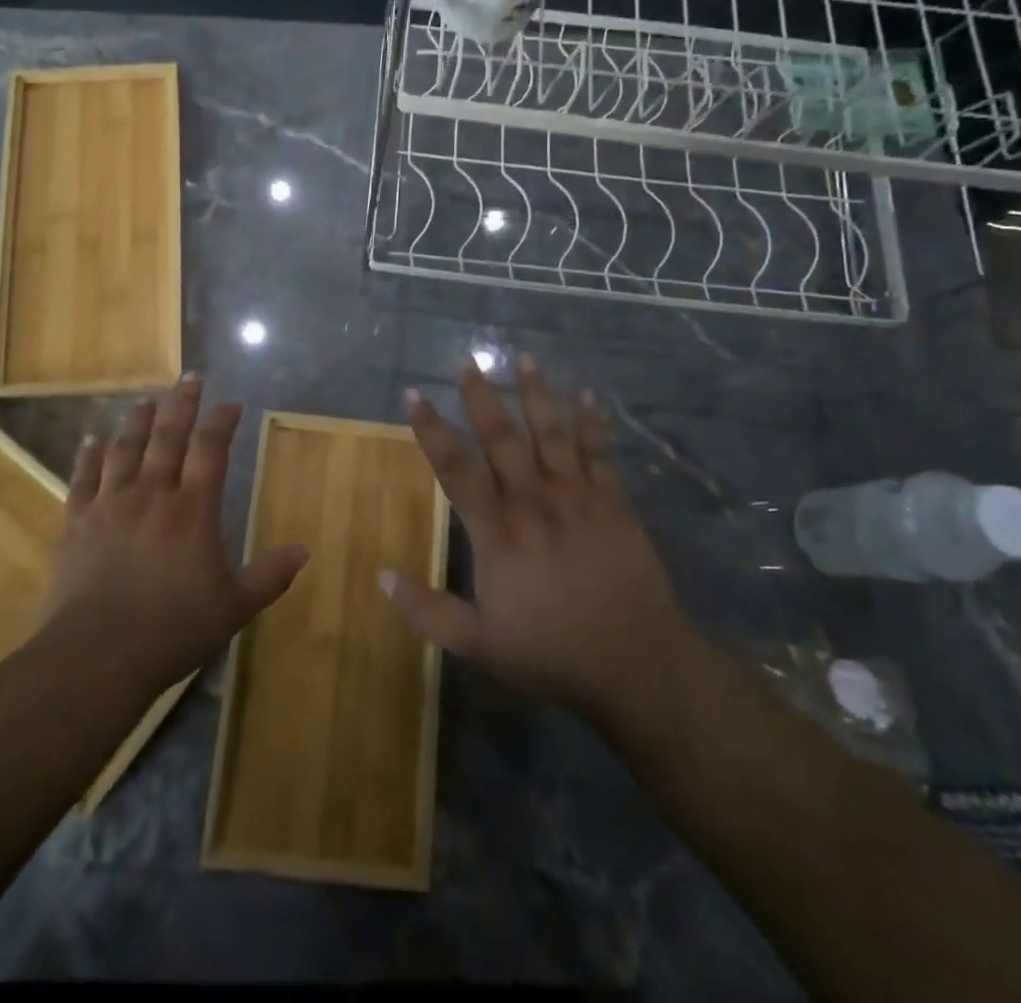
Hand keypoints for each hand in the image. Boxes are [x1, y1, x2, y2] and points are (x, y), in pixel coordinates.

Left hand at [45, 377, 308, 693]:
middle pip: (167, 436)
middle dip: (180, 404)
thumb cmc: (173, 630)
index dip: (222, 422)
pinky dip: (89, 455)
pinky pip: (83, 478)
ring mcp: (110, 505)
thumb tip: (304, 550)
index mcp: (193, 510)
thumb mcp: (234, 607)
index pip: (211, 450)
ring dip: (137, 419)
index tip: (230, 404)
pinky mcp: (77, 522)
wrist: (97, 655)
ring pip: (125, 448)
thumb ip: (270, 575)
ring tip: (146, 398)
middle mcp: (152, 495)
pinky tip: (92, 438)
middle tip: (188, 378)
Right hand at [383, 358, 690, 730]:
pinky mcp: (613, 503)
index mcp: (498, 531)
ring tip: (525, 357)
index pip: (456, 468)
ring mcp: (577, 497)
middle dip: (481, 396)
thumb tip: (382, 577)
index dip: (432, 429)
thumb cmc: (553, 653)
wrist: (638, 664)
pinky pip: (599, 453)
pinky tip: (587, 395)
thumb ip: (429, 611)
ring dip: (536, 394)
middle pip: (501, 438)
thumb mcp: (480, 644)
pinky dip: (592, 423)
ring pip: (551, 433)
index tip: (414, 394)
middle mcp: (533, 502)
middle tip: (467, 361)